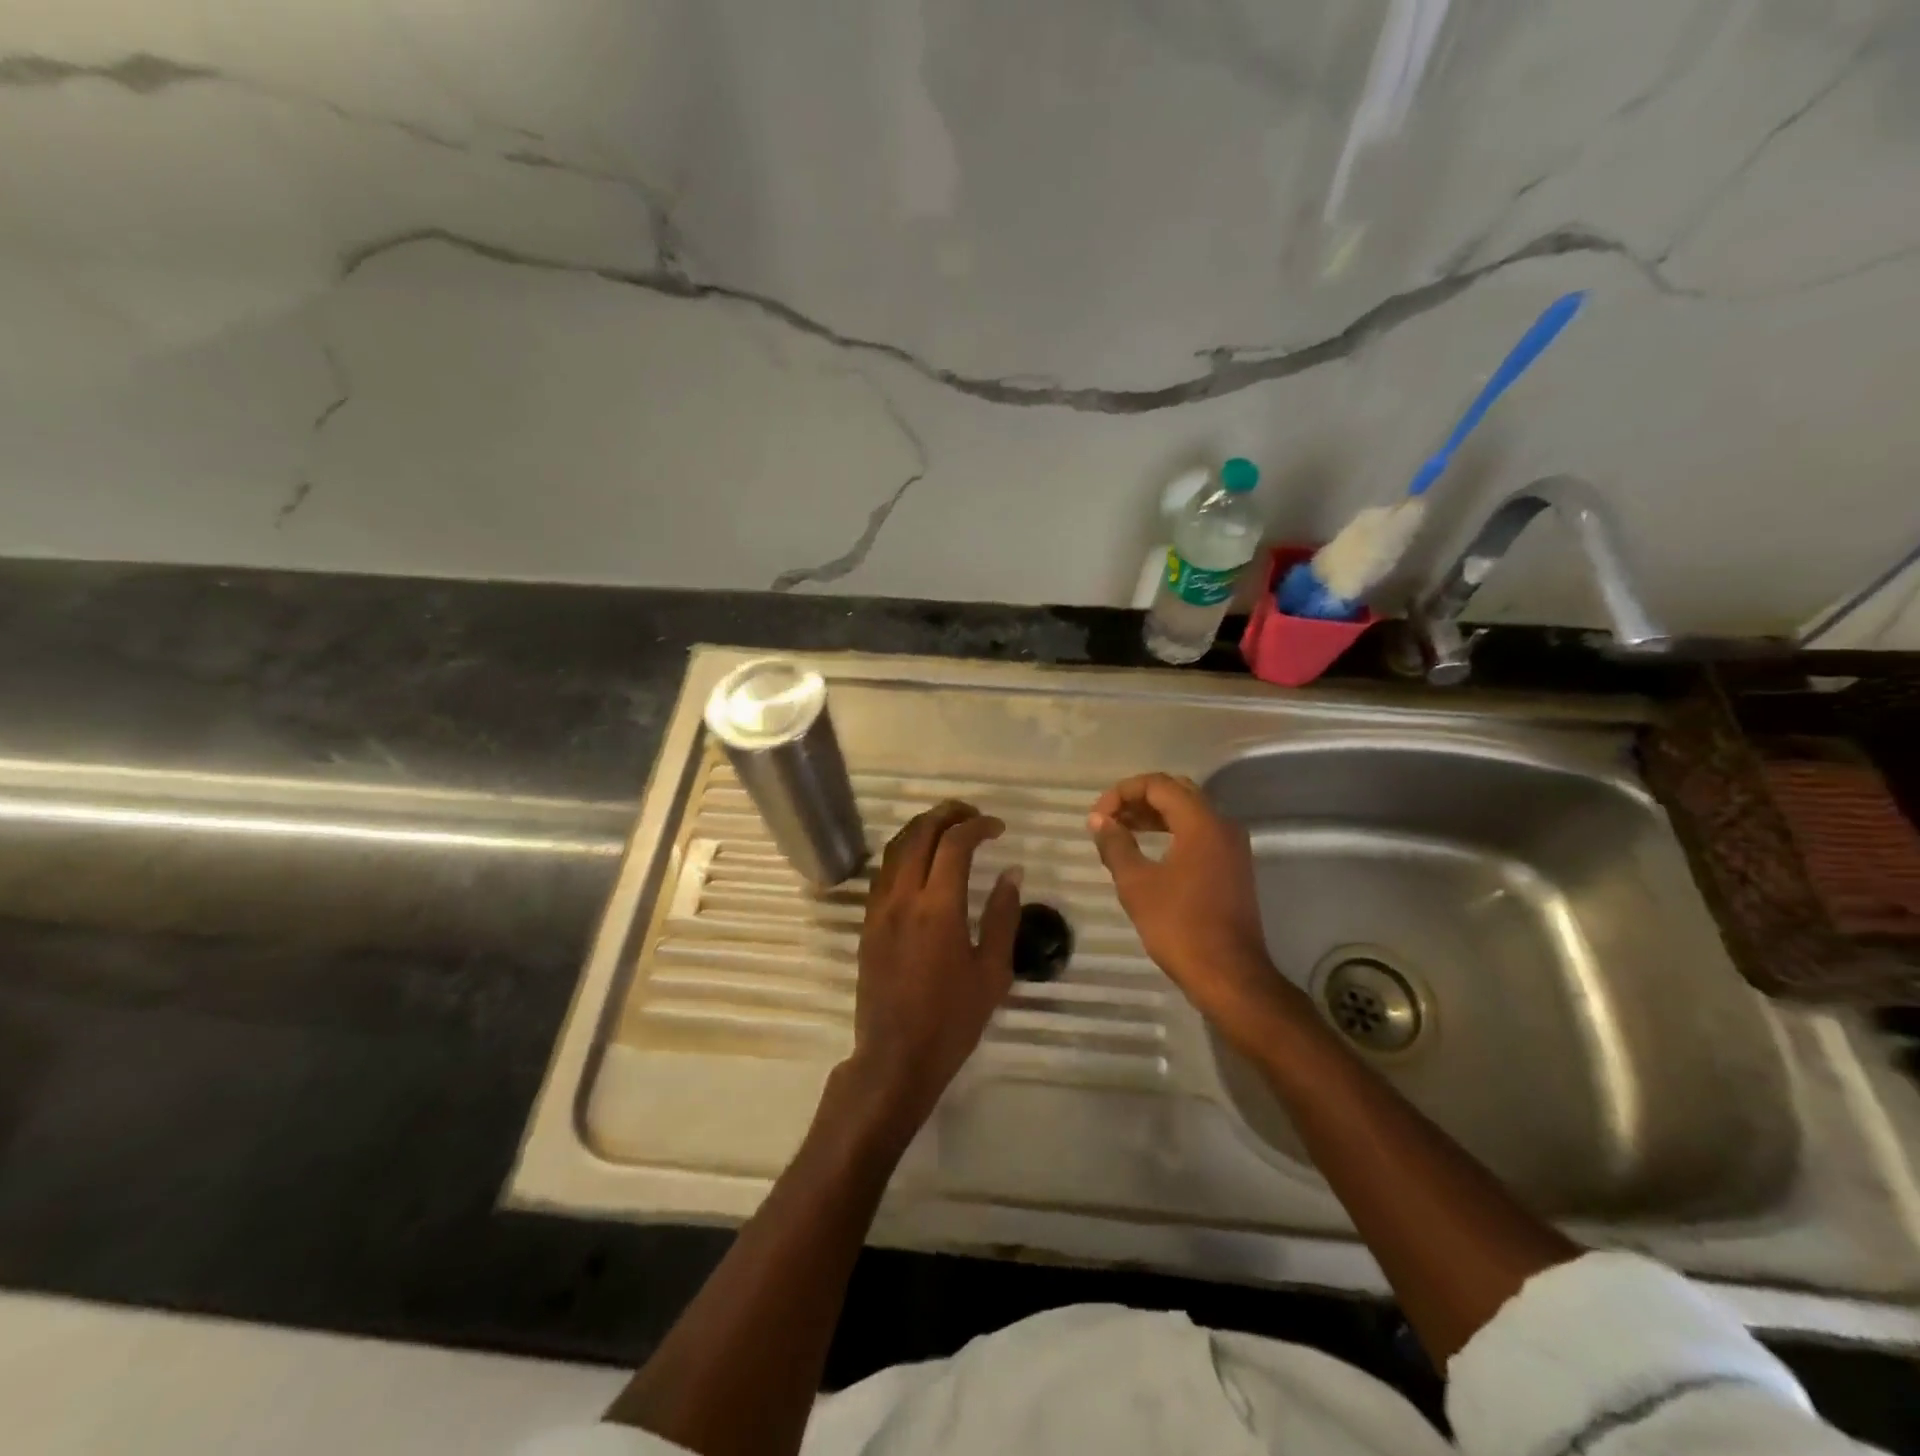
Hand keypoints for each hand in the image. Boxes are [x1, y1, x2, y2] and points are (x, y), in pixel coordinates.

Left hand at [844, 801, 1021, 1136]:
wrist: (895, 1057)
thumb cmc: (952, 1020)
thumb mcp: (992, 971)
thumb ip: (1003, 916)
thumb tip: (1011, 873)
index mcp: (938, 908)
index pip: (954, 844)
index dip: (978, 826)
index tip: (998, 828)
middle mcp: (903, 898)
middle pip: (919, 834)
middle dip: (947, 815)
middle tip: (973, 815)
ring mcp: (879, 908)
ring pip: (895, 847)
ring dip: (922, 828)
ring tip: (949, 827)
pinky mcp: (868, 922)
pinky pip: (884, 871)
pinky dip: (904, 851)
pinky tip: (922, 860)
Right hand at [1089, 773, 1286, 1032]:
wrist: (1229, 975)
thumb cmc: (1179, 926)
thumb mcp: (1136, 884)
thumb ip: (1116, 845)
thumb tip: (1099, 821)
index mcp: (1201, 823)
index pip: (1158, 785)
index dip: (1122, 793)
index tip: (1098, 818)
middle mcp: (1222, 825)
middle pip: (1176, 793)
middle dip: (1138, 800)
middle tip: (1108, 820)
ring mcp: (1231, 847)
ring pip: (1189, 813)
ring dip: (1153, 816)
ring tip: (1121, 832)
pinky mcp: (1232, 867)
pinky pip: (1199, 834)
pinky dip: (1171, 833)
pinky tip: (1148, 851)